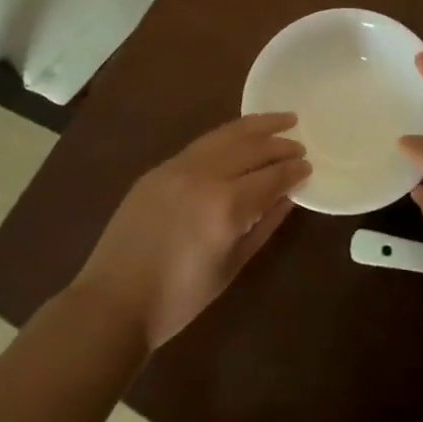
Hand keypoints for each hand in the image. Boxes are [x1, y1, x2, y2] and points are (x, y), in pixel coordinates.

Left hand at [75, 113, 309, 349]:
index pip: (271, 177)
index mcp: (225, 207)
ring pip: (225, 135)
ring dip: (256, 126)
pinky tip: (239, 136)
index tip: (309, 166)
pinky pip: (202, 144)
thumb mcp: (231, 266)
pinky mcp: (159, 169)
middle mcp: (204, 177)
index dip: (293, 171)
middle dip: (280, 144)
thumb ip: (263, 226)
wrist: (113, 302)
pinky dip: (227, 136)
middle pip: (251, 148)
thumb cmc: (179, 298)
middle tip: (300, 144)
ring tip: (280, 119)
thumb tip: (287, 198)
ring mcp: (178, 168)